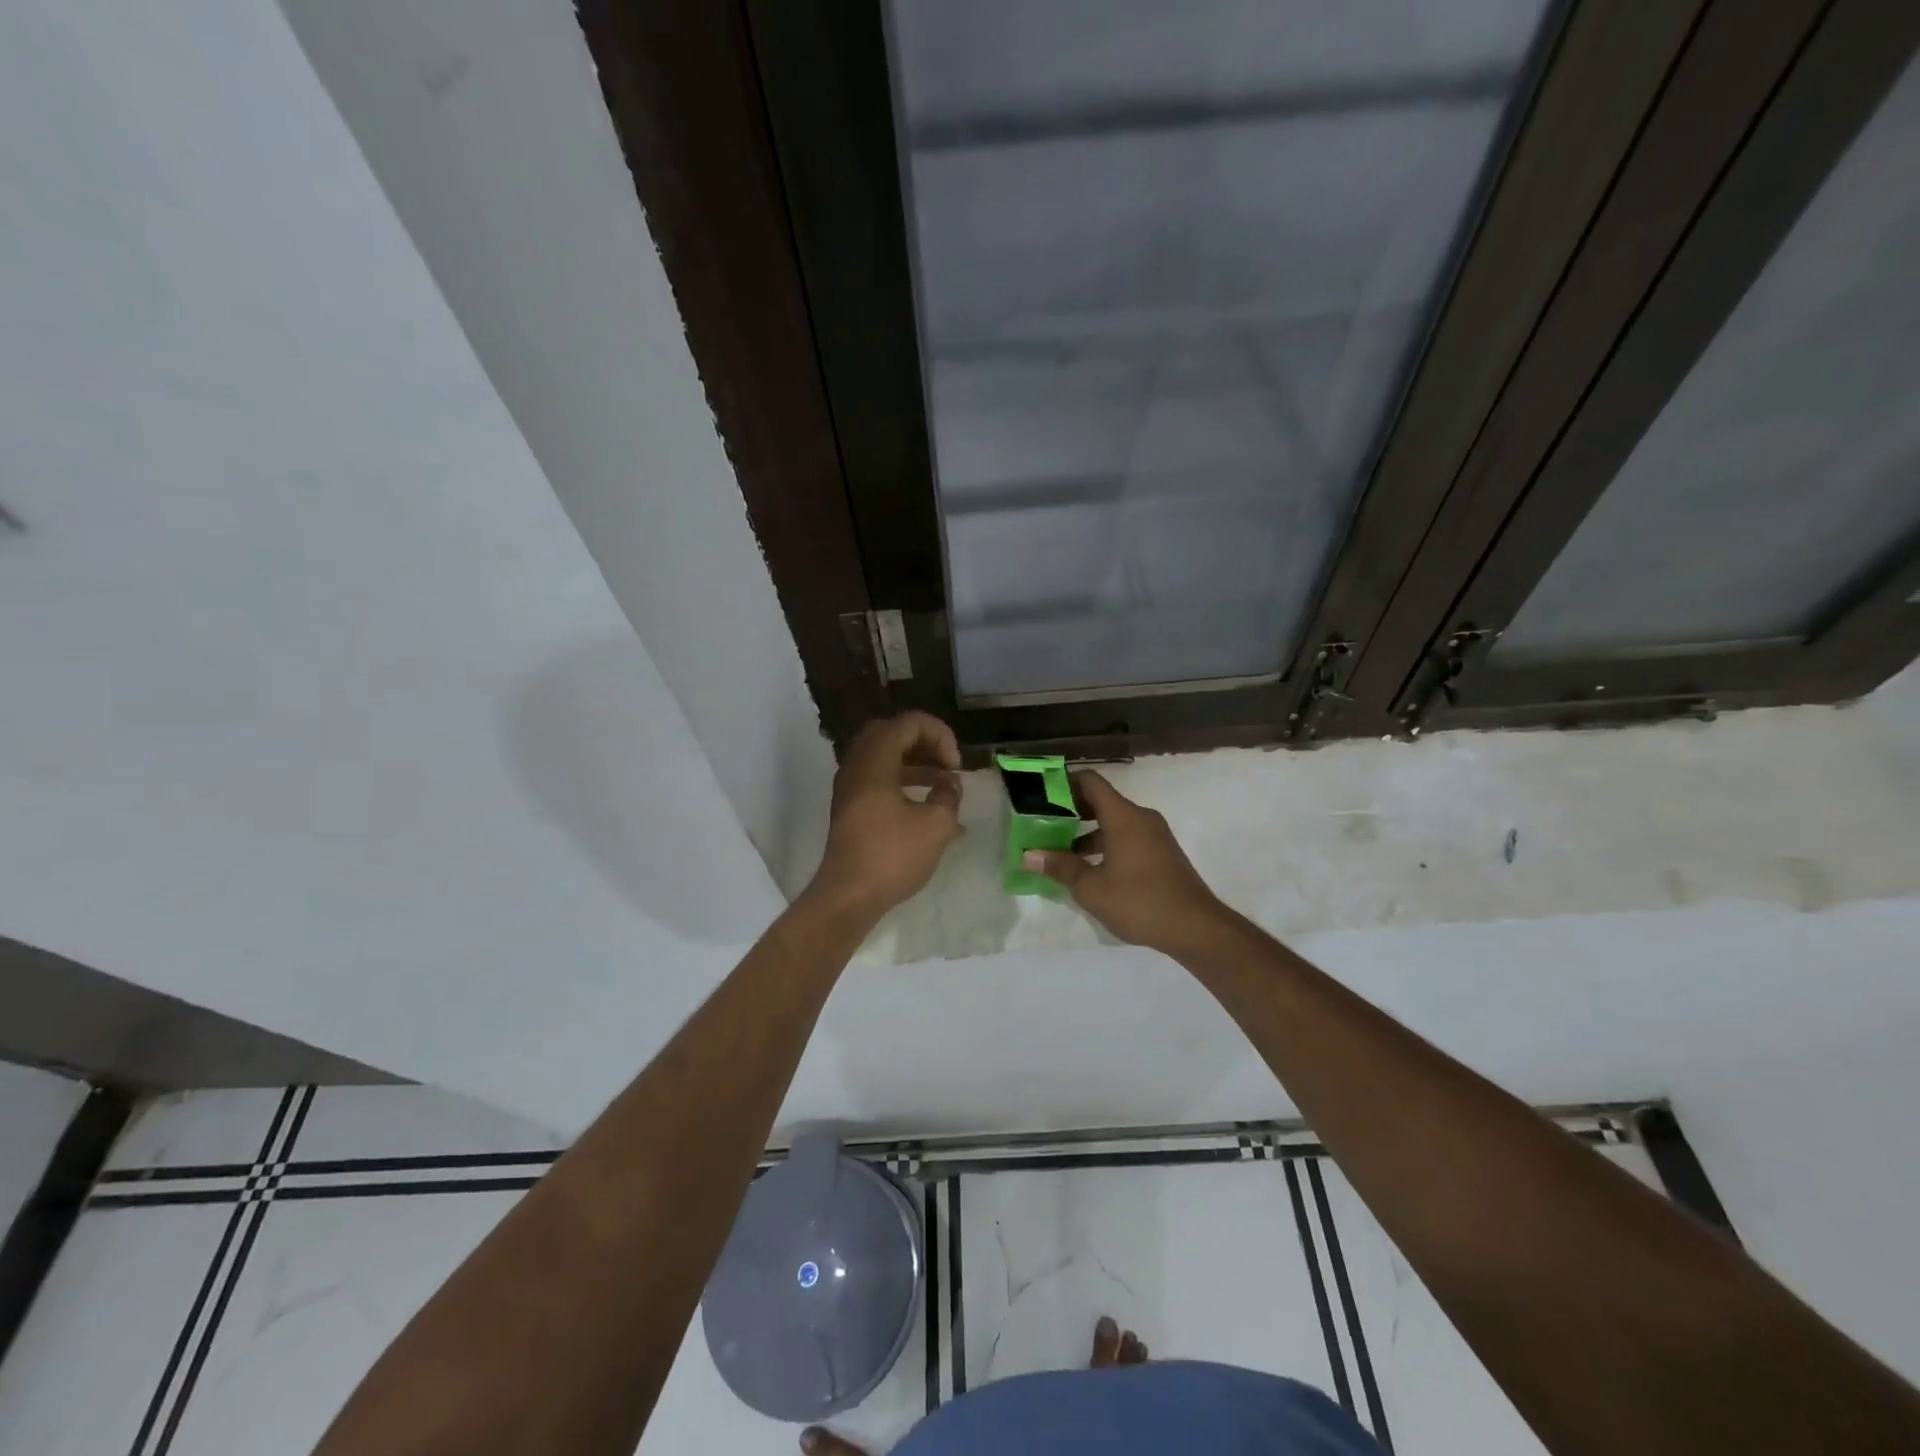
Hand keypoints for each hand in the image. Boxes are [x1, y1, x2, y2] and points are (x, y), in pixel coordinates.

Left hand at [807, 712, 963, 919]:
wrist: (847, 897)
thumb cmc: (891, 856)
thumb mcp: (936, 826)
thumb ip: (948, 796)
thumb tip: (948, 784)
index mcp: (874, 761)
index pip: (909, 723)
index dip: (940, 735)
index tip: (955, 766)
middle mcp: (857, 766)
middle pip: (891, 734)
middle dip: (924, 743)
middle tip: (946, 764)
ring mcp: (849, 788)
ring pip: (884, 758)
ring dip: (915, 763)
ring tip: (944, 785)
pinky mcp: (850, 808)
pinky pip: (878, 779)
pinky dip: (903, 782)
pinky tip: (927, 808)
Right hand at [1024, 771, 1228, 956]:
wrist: (1195, 927)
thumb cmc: (1139, 901)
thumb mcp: (1091, 888)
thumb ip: (1060, 867)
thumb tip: (1029, 855)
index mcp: (1123, 816)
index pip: (1090, 782)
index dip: (1064, 783)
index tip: (1041, 794)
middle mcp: (1140, 817)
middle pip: (1102, 801)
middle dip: (1072, 811)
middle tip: (1044, 824)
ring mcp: (1155, 835)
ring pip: (1115, 822)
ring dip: (1088, 832)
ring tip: (1061, 851)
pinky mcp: (1162, 853)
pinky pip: (1128, 837)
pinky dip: (1107, 844)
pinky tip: (1091, 868)